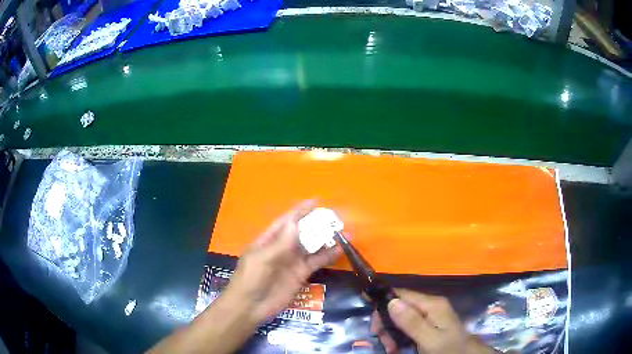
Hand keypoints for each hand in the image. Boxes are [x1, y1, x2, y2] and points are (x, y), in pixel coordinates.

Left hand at [222, 200, 340, 323]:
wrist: (250, 307)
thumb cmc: (251, 279)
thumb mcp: (263, 259)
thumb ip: (281, 243)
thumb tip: (296, 223)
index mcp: (269, 239)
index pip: (287, 221)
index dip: (300, 211)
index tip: (316, 202)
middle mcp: (282, 248)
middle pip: (302, 231)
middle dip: (317, 224)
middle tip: (336, 217)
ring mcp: (292, 261)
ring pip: (312, 246)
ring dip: (326, 239)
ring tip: (344, 231)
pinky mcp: (301, 274)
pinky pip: (316, 262)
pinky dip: (328, 256)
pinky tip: (340, 249)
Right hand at [371, 289, 495, 353]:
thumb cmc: (448, 348)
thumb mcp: (429, 339)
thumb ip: (412, 322)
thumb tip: (391, 301)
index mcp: (432, 304)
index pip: (401, 295)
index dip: (384, 306)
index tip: (374, 326)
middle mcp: (430, 305)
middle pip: (400, 307)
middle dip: (388, 324)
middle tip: (384, 343)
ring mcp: (430, 314)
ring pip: (402, 318)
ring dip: (392, 333)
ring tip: (392, 349)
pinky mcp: (429, 324)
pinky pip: (409, 326)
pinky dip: (400, 337)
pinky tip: (398, 348)